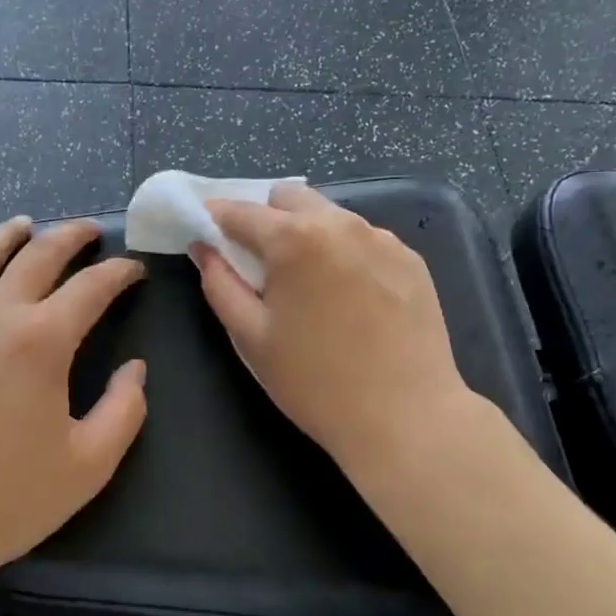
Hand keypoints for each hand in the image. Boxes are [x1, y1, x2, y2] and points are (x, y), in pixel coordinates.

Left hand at [0, 216, 147, 594]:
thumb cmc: (5, 500)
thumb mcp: (89, 464)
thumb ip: (125, 410)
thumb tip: (135, 370)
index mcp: (43, 340)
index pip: (92, 287)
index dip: (119, 272)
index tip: (136, 269)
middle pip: (37, 256)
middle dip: (69, 236)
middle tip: (89, 230)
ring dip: (6, 236)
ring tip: (23, 224)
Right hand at [193, 184, 470, 474]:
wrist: (406, 417)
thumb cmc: (315, 382)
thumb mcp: (251, 337)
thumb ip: (220, 284)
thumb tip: (204, 249)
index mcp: (294, 239)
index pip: (242, 211)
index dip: (217, 219)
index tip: (207, 233)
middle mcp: (340, 223)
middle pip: (290, 198)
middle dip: (267, 219)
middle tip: (262, 265)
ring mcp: (382, 238)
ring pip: (330, 215)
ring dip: (308, 234)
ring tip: (310, 286)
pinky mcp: (411, 259)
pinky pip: (365, 239)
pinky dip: (345, 253)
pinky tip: (351, 298)